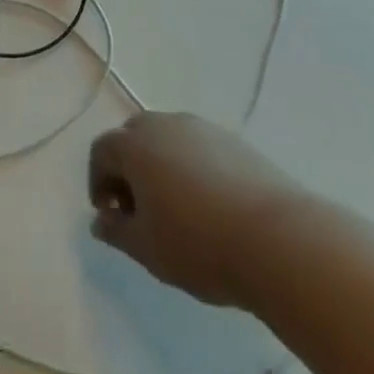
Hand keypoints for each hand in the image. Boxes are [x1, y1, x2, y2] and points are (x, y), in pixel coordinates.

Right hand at [88, 112, 300, 307]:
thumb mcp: (146, 248)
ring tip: (174, 208)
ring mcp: (201, 128)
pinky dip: (191, 167)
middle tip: (138, 210)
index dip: (98, 182)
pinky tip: (207, 204)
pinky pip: (198, 147)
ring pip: (167, 140)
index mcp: (134, 144)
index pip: (101, 151)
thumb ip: (116, 231)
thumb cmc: (198, 244)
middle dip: (128, 169)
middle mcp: (164, 124)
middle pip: (133, 137)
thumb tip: (101, 220)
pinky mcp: (233, 140)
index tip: (110, 216)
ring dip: (160, 166)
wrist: (276, 238)